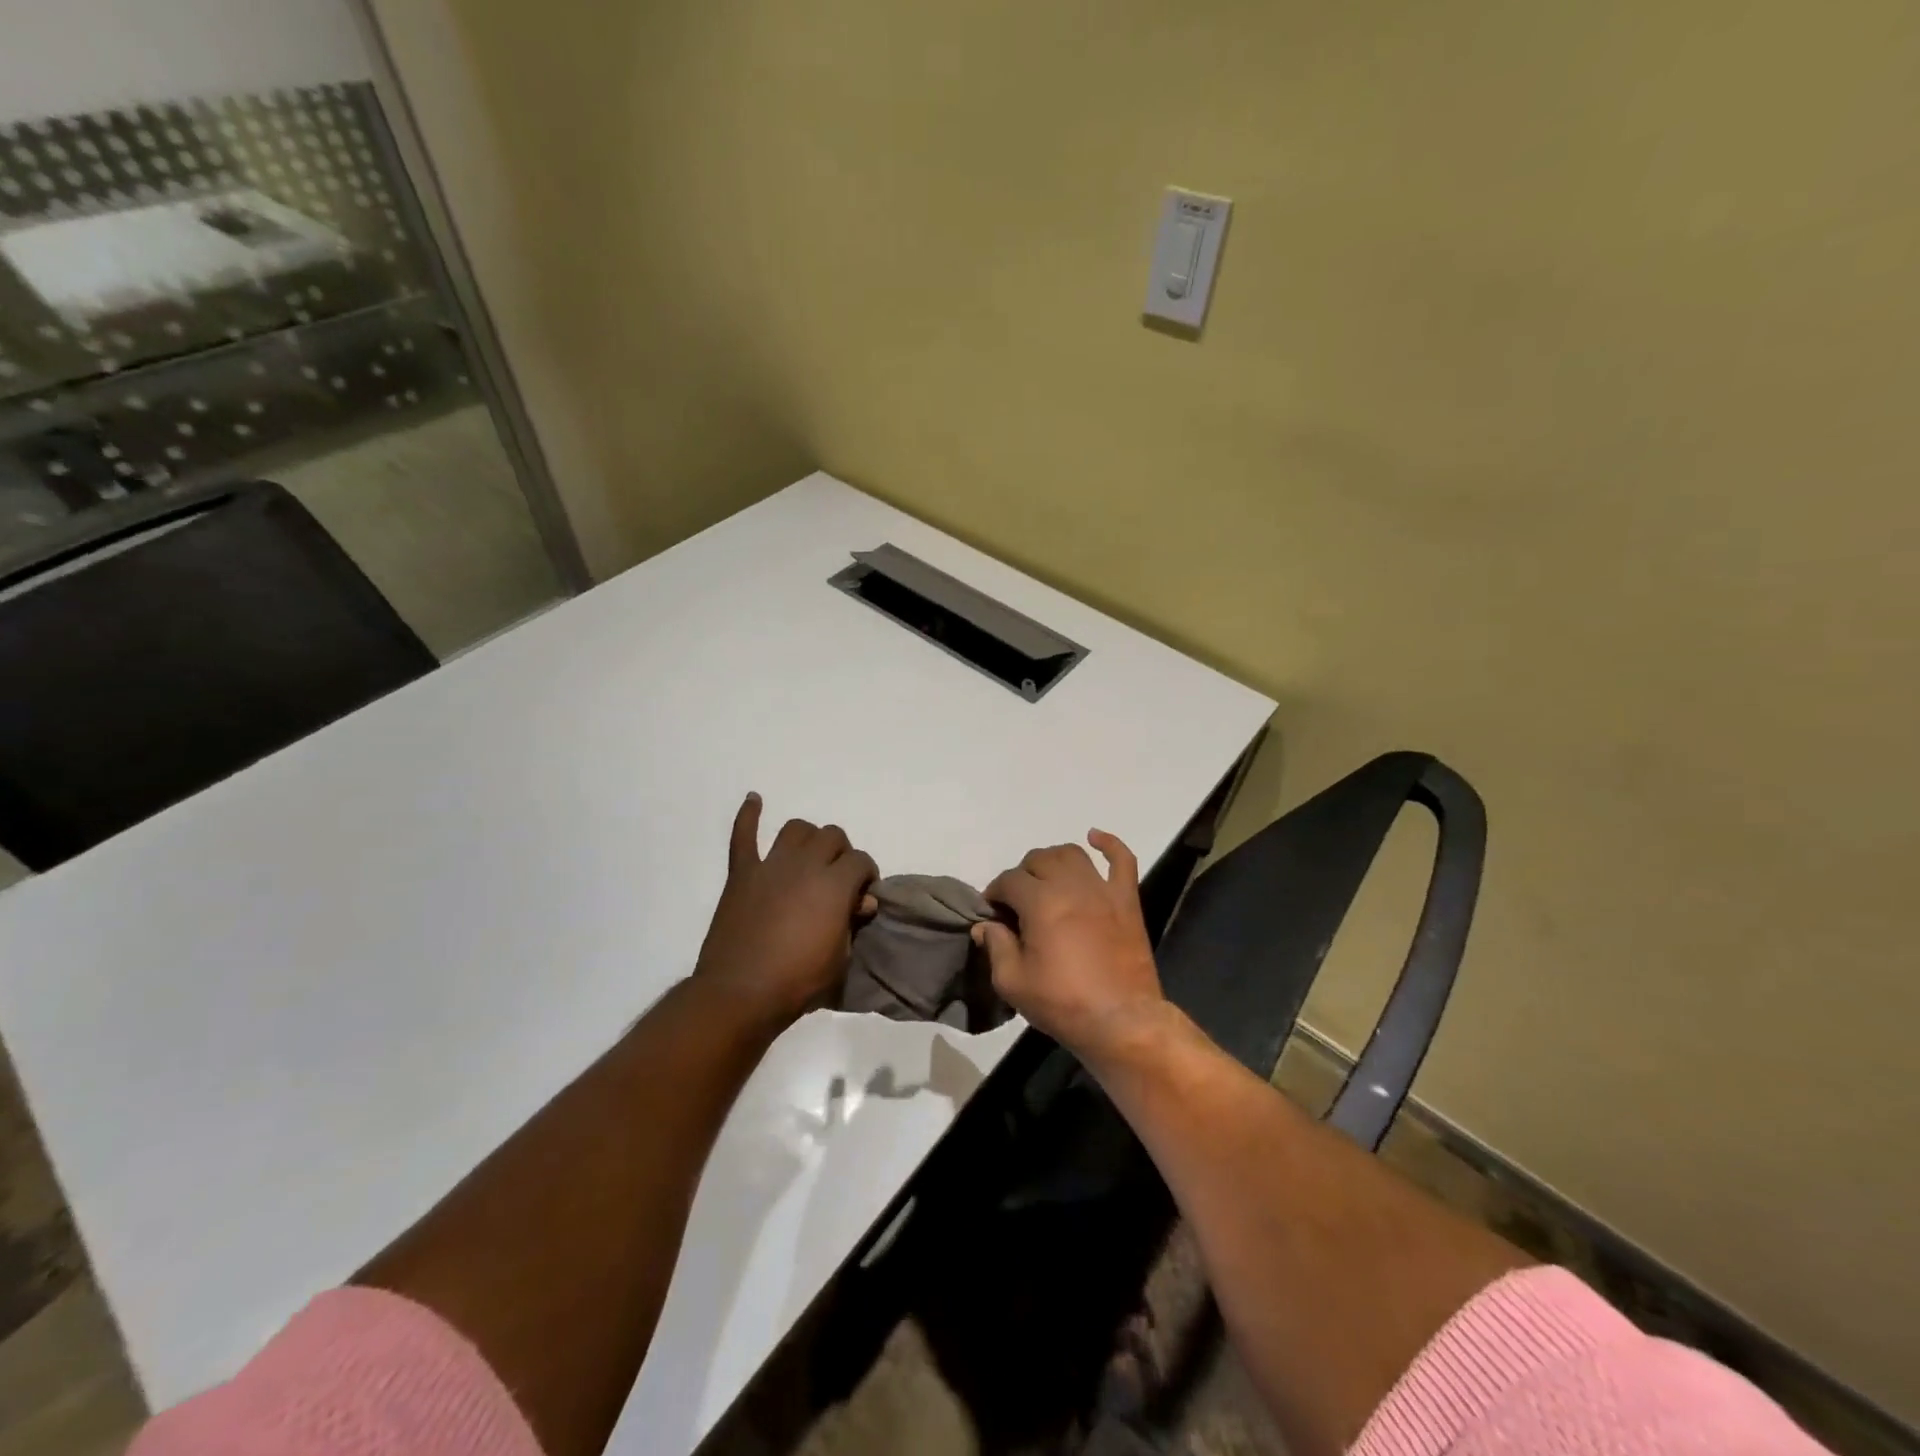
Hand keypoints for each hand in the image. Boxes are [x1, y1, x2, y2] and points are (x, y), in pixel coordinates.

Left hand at [693, 794, 878, 1029]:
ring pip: (796, 829)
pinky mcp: (742, 873)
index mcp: (835, 884)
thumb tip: (860, 901)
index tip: (862, 895)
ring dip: (807, 838)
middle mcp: (805, 864)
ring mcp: (771, 865)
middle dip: (841, 853)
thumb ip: (852, 922)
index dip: (866, 875)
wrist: (740, 994)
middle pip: (832, 836)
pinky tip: (754, 799)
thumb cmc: (798, 981)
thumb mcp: (841, 958)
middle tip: (837, 879)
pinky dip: (749, 815)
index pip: (861, 861)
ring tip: (808, 857)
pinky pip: (743, 836)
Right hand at [974, 831, 1168, 1064]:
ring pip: (1072, 854)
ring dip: (1053, 860)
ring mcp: (1102, 890)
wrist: (1122, 1021)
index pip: (1009, 881)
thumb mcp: (1013, 982)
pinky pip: (1122, 860)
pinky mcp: (1127, 900)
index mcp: (1040, 902)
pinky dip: (1109, 844)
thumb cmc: (1063, 1003)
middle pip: (1038, 860)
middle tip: (1018, 902)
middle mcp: (1071, 885)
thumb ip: (996, 946)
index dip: (995, 893)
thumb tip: (985, 925)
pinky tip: (1095, 838)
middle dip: (1021, 876)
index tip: (993, 913)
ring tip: (1045, 878)